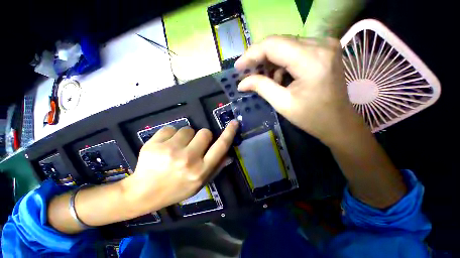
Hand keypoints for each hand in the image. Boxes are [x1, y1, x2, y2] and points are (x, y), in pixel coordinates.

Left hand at [121, 121, 237, 216]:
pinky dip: (170, 135)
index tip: (234, 122)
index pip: (220, 147)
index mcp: (200, 170)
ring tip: (176, 148)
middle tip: (193, 146)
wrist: (143, 193)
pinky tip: (164, 147)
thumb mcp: (199, 183)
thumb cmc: (176, 189)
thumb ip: (216, 168)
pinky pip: (170, 128)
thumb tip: (230, 155)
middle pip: (204, 132)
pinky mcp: (154, 144)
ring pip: (187, 129)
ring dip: (185, 136)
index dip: (229, 133)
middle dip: (202, 136)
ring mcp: (170, 151)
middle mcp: (188, 159)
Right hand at [235, 36, 360, 144]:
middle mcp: (321, 44)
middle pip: (279, 42)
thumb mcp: (283, 104)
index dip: (251, 54)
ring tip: (264, 79)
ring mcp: (325, 44)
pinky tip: (279, 77)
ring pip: (286, 45)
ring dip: (270, 62)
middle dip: (259, 58)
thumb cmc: (312, 117)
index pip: (273, 45)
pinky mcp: (324, 50)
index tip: (238, 67)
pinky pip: (295, 50)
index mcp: (311, 60)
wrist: (338, 122)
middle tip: (247, 73)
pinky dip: (282, 62)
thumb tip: (241, 83)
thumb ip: (261, 87)